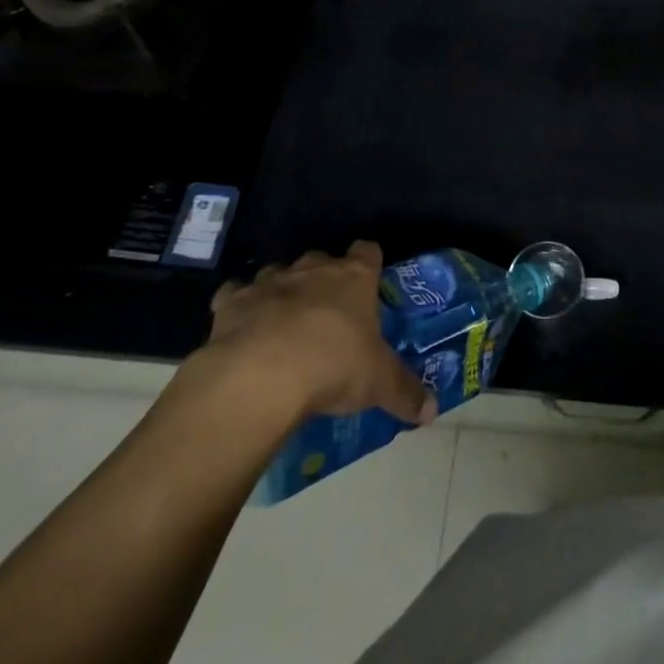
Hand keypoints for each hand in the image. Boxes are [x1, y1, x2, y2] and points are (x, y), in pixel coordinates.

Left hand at [189, 242, 436, 430]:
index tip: (369, 282)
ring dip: (282, 291)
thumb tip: (432, 412)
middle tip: (328, 313)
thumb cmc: (332, 365)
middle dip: (323, 279)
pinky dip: (239, 306)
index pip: (368, 251)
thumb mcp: (378, 383)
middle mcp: (313, 270)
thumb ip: (405, 393)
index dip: (369, 264)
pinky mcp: (231, 303)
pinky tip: (242, 328)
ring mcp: (270, 282)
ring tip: (283, 323)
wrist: (260, 376)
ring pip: (278, 273)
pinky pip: (235, 294)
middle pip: (321, 259)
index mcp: (354, 277)